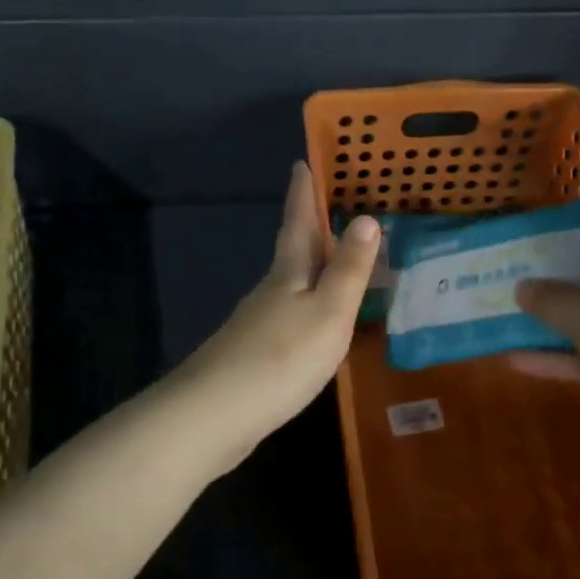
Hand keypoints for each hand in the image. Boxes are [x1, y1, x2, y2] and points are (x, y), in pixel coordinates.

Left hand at [172, 162, 380, 457]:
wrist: (214, 416)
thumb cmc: (280, 358)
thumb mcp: (328, 312)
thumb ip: (348, 270)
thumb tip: (365, 217)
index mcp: (287, 274)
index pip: (298, 222)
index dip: (302, 193)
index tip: (301, 163)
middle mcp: (268, 291)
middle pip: (291, 251)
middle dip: (307, 228)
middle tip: (329, 209)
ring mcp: (255, 324)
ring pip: (289, 285)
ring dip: (310, 270)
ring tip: (334, 264)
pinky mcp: (251, 355)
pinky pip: (287, 317)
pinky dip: (305, 308)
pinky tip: (314, 325)